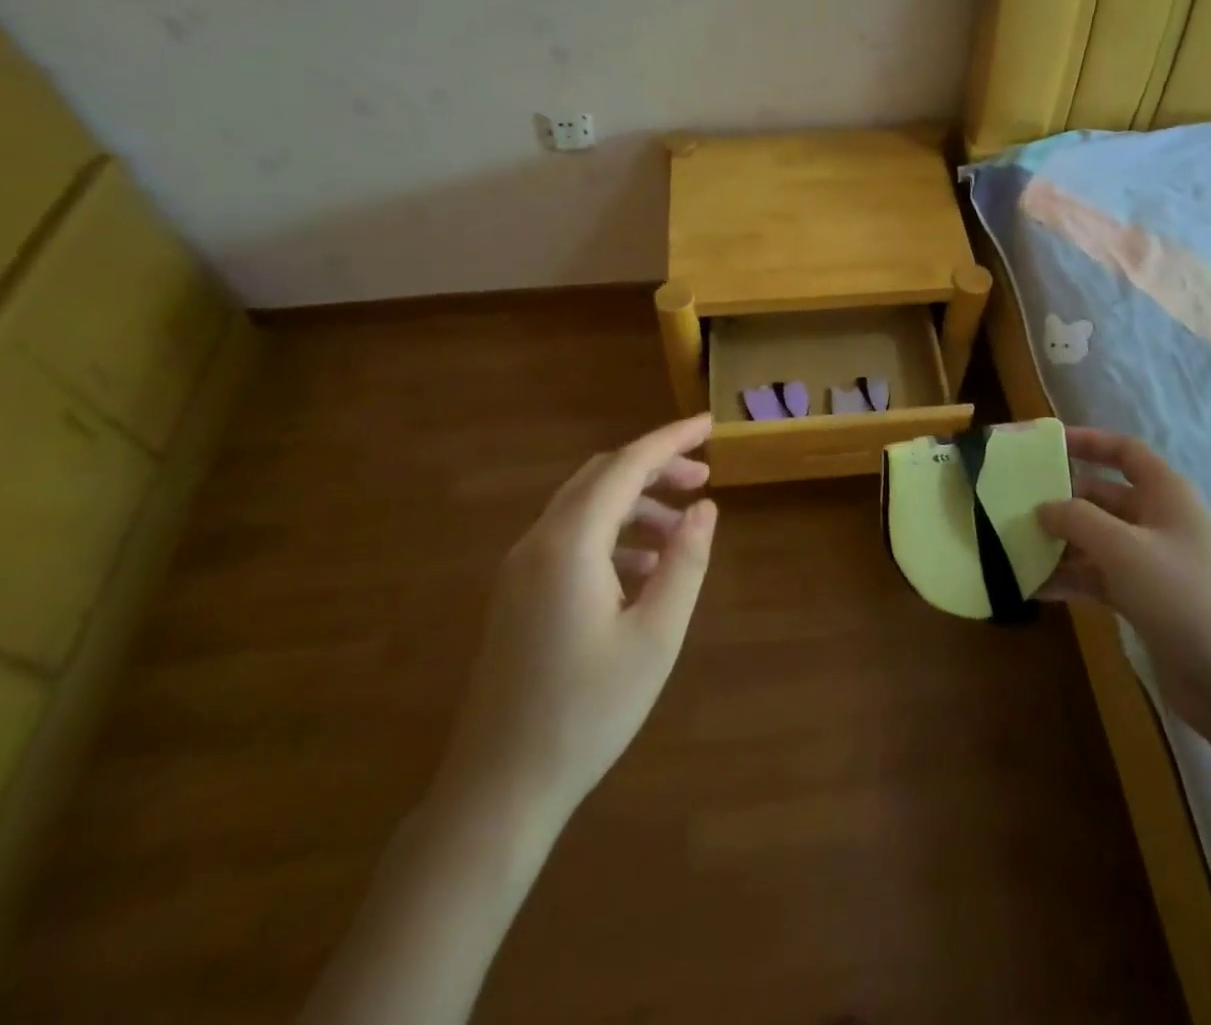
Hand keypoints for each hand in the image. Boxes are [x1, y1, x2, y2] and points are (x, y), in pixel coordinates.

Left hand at [435, 413, 717, 822]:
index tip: (710, 424)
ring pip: (584, 507)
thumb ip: (685, 563)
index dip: (671, 440)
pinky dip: (612, 535)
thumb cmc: (588, 711)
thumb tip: (706, 508)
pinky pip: (570, 539)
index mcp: (570, 544)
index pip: (626, 466)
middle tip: (705, 478)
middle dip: (655, 468)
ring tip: (682, 530)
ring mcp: (520, 568)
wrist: (500, 787)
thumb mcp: (655, 636)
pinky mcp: (518, 593)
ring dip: (635, 504)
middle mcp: (538, 541)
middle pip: (601, 477)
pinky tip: (644, 569)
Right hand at [1037, 428, 1210, 741]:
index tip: (1046, 444)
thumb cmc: (1182, 597)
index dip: (1088, 441)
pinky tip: (1032, 587)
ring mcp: (1151, 562)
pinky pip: (1097, 576)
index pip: (1125, 451)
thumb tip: (1042, 508)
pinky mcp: (1143, 598)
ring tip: (1013, 546)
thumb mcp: (1123, 548)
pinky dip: (1069, 578)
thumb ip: (1076, 519)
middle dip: (1061, 499)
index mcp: (1166, 493)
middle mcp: (1158, 520)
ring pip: (1095, 538)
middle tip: (1013, 502)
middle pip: (1102, 496)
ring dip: (1059, 542)